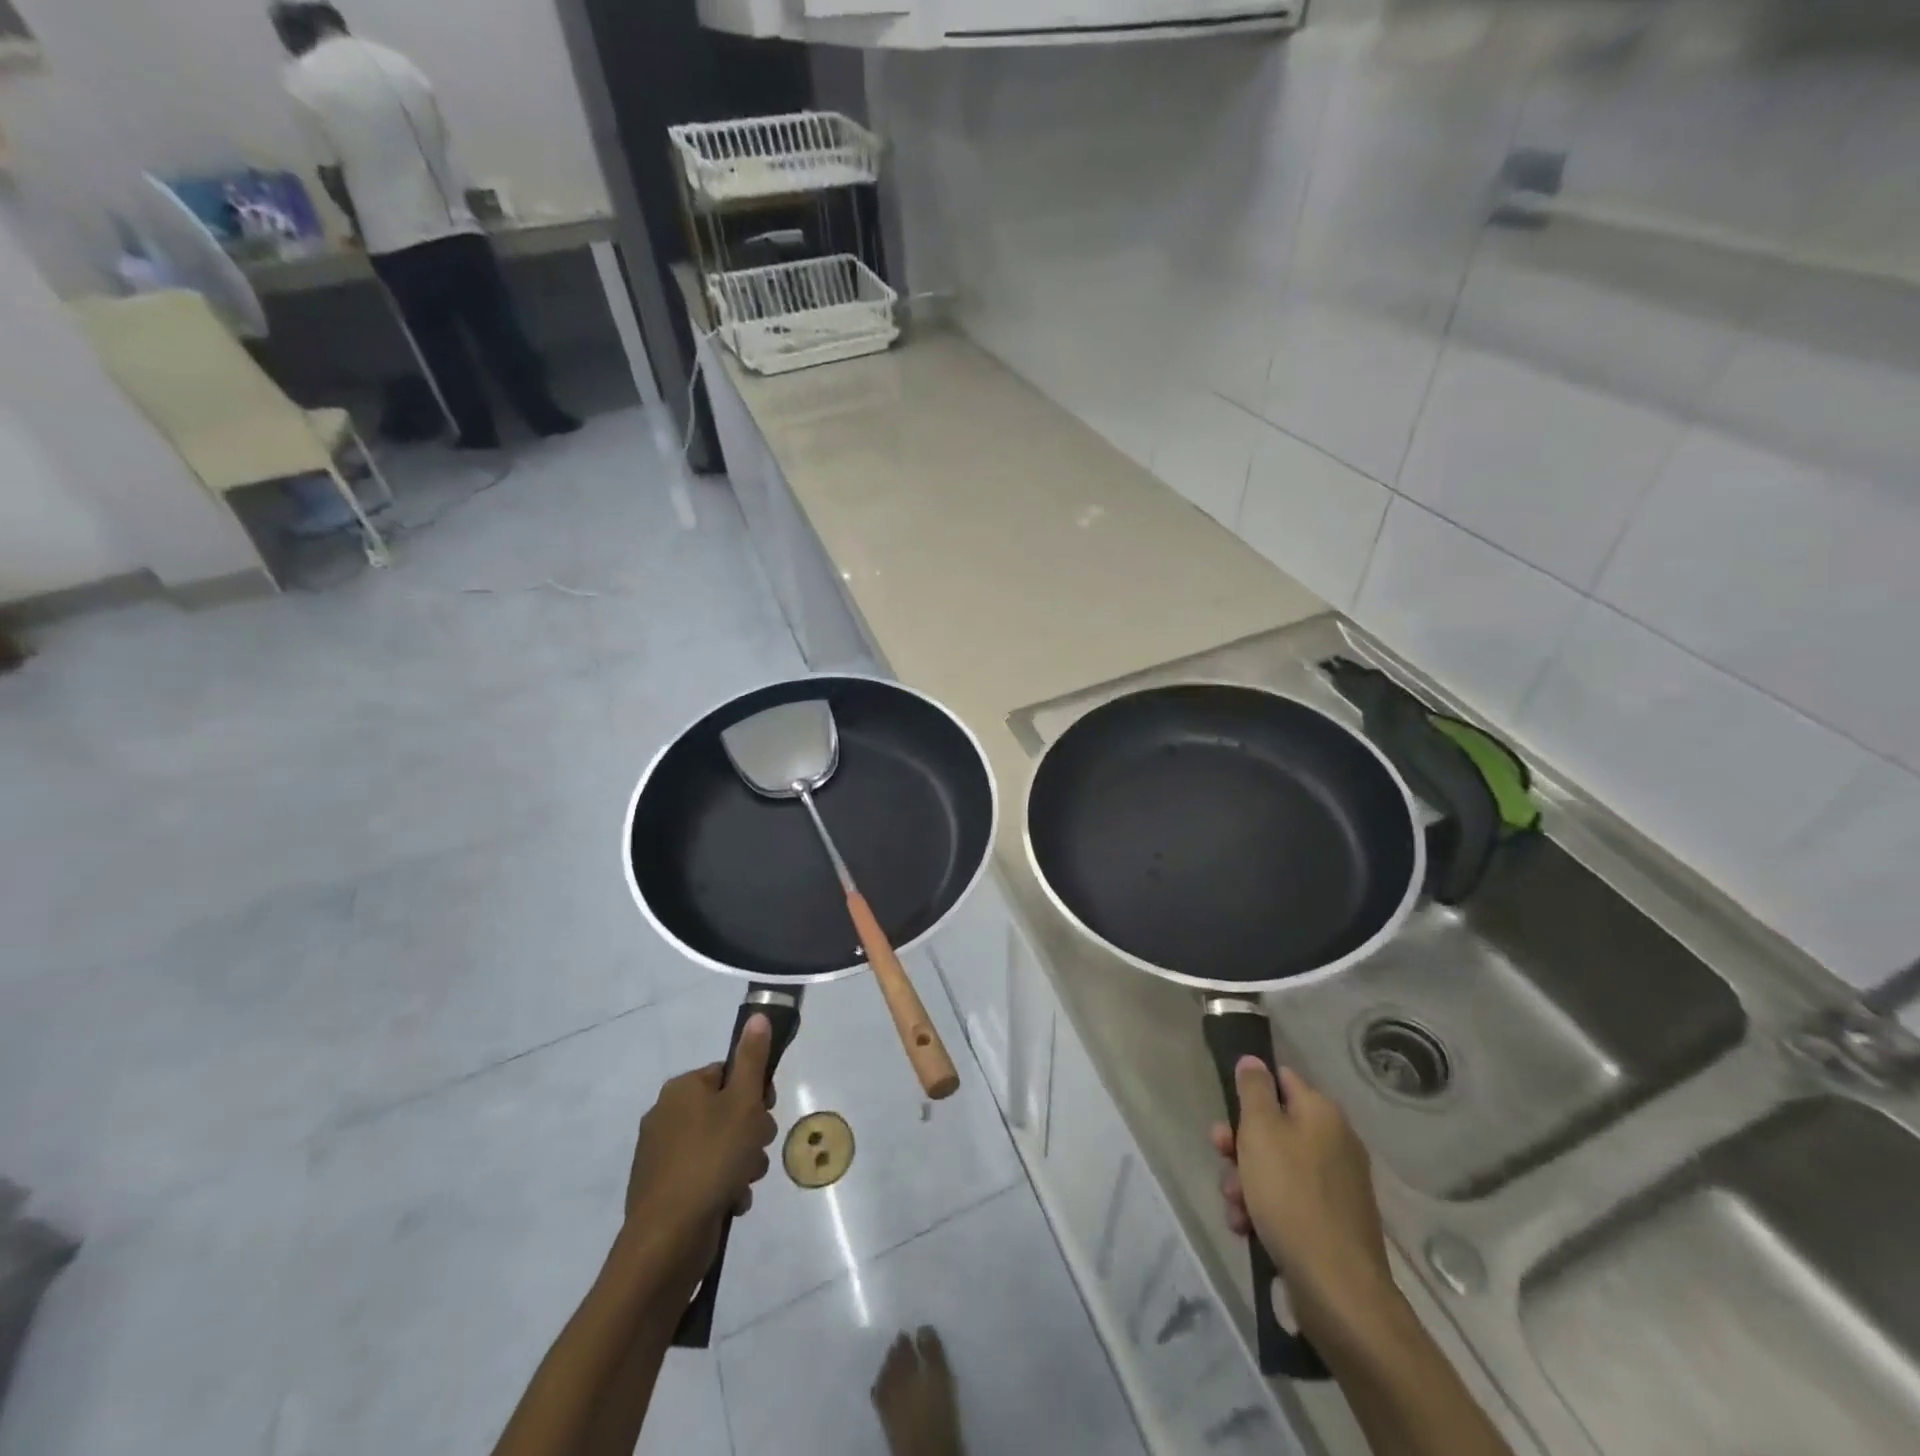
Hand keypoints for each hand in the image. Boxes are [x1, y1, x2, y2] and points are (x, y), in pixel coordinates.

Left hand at [625, 1015, 778, 1269]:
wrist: (667, 1239)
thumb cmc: (712, 1159)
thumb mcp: (743, 1103)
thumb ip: (753, 1059)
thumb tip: (757, 1016)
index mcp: (682, 1088)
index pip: (729, 1073)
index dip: (755, 1092)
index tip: (766, 1112)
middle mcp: (666, 1114)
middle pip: (726, 1110)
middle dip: (750, 1131)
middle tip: (756, 1149)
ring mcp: (661, 1154)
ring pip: (719, 1145)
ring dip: (741, 1161)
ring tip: (744, 1181)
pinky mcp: (662, 1189)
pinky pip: (704, 1175)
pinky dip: (722, 1185)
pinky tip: (730, 1202)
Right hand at [1212, 1061, 1397, 1352]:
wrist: (1337, 1289)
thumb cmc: (1292, 1196)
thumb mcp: (1261, 1131)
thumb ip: (1254, 1089)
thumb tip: (1254, 1060)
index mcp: (1322, 1114)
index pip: (1282, 1080)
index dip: (1250, 1092)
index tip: (1226, 1113)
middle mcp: (1335, 1142)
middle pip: (1274, 1127)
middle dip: (1240, 1144)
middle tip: (1221, 1157)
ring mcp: (1336, 1185)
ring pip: (1275, 1167)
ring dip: (1246, 1181)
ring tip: (1234, 1206)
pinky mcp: (1332, 1222)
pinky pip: (1288, 1201)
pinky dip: (1264, 1210)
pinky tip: (1246, 1228)